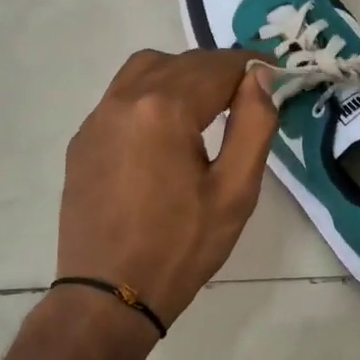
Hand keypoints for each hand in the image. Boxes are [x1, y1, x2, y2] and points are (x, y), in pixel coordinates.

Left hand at [58, 49, 277, 326]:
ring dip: (182, 74)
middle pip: (182, 63)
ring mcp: (97, 118)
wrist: (108, 296)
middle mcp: (125, 99)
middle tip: (250, 95)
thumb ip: (254, 124)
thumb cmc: (181, 247)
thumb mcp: (235, 190)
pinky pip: (122, 96)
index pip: (218, 66)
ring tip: (208, 105)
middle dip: (220, 71)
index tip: (277, 75)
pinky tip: (167, 130)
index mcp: (164, 109)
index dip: (252, 65)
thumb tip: (260, 77)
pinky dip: (152, 94)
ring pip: (146, 69)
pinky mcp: (83, 140)